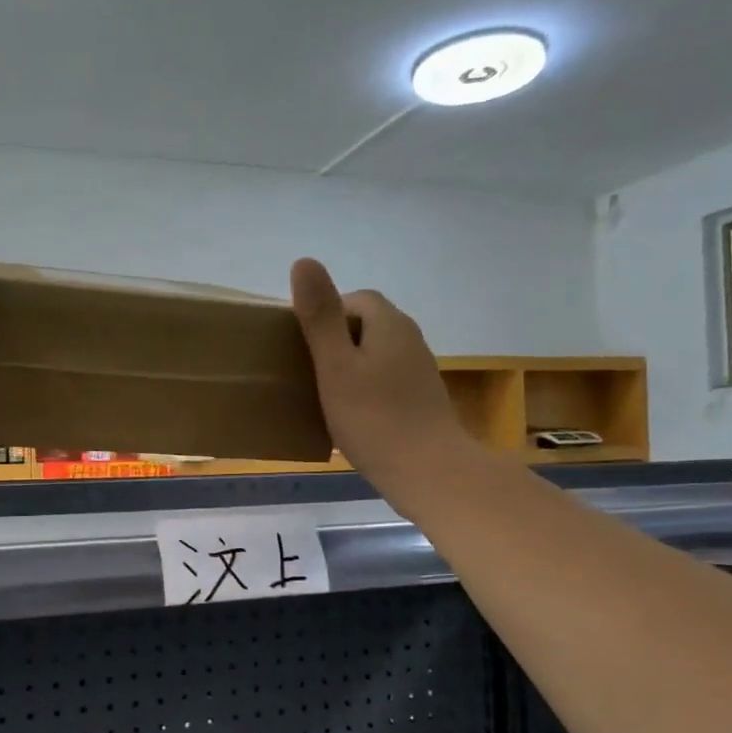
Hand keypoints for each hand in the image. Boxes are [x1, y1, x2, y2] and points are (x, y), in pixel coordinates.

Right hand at [290, 258, 472, 504]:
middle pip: (367, 325)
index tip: (304, 345)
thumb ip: (320, 317)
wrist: (428, 471)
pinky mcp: (422, 399)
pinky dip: (367, 389)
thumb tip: (304, 261)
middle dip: (337, 340)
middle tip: (311, 370)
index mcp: (389, 324)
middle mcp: (409, 339)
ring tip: (326, 394)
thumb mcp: (336, 366)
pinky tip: (353, 416)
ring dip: (351, 366)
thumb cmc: (374, 418)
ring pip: (377, 354)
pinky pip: (386, 380)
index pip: (356, 299)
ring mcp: (419, 371)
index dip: (327, 314)